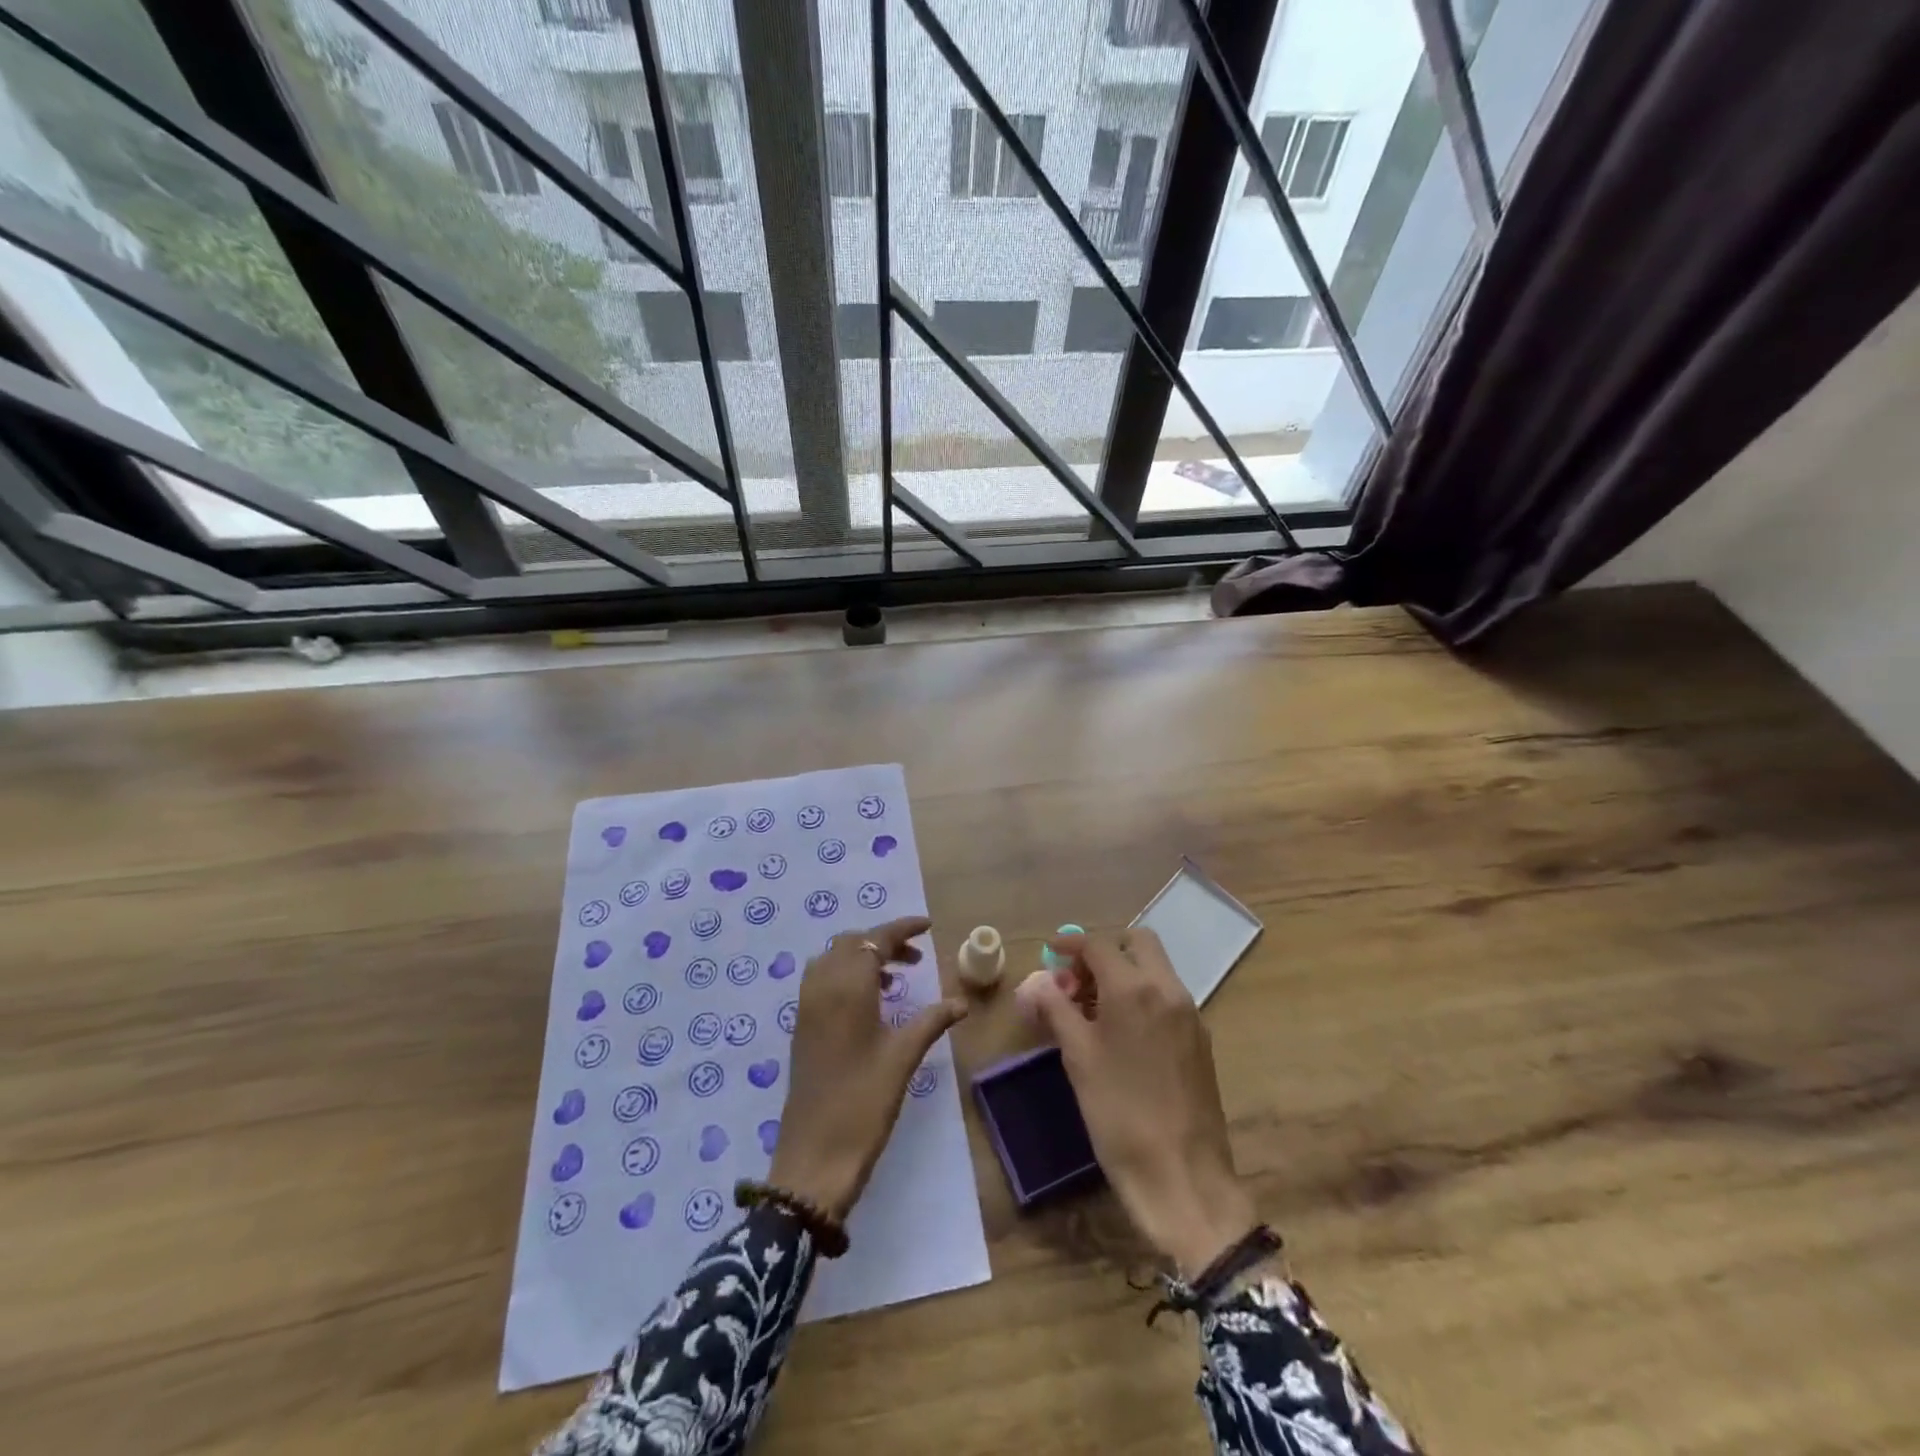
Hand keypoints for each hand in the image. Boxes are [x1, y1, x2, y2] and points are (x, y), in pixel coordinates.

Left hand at [770, 916, 966, 1218]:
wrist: (814, 1156)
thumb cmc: (864, 1102)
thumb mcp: (903, 1058)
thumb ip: (932, 1021)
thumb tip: (962, 1001)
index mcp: (848, 987)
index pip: (875, 939)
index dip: (902, 928)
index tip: (927, 927)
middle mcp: (822, 987)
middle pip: (851, 943)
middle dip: (883, 941)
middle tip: (915, 957)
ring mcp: (807, 1006)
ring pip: (833, 959)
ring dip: (863, 957)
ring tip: (896, 978)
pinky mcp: (801, 1026)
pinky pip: (822, 980)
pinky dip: (846, 975)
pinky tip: (870, 1002)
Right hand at [1029, 928, 1255, 1276]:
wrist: (1183, 1177)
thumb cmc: (1119, 1114)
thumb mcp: (1078, 1058)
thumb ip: (1056, 1010)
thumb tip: (1039, 982)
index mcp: (1134, 988)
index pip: (1099, 944)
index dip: (1070, 944)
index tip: (1050, 954)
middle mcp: (1168, 989)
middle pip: (1137, 943)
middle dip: (1104, 951)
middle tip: (1077, 979)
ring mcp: (1190, 1013)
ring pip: (1155, 968)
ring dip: (1124, 972)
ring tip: (1092, 1008)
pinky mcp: (1200, 1038)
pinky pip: (1167, 995)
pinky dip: (1142, 994)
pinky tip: (1121, 1032)